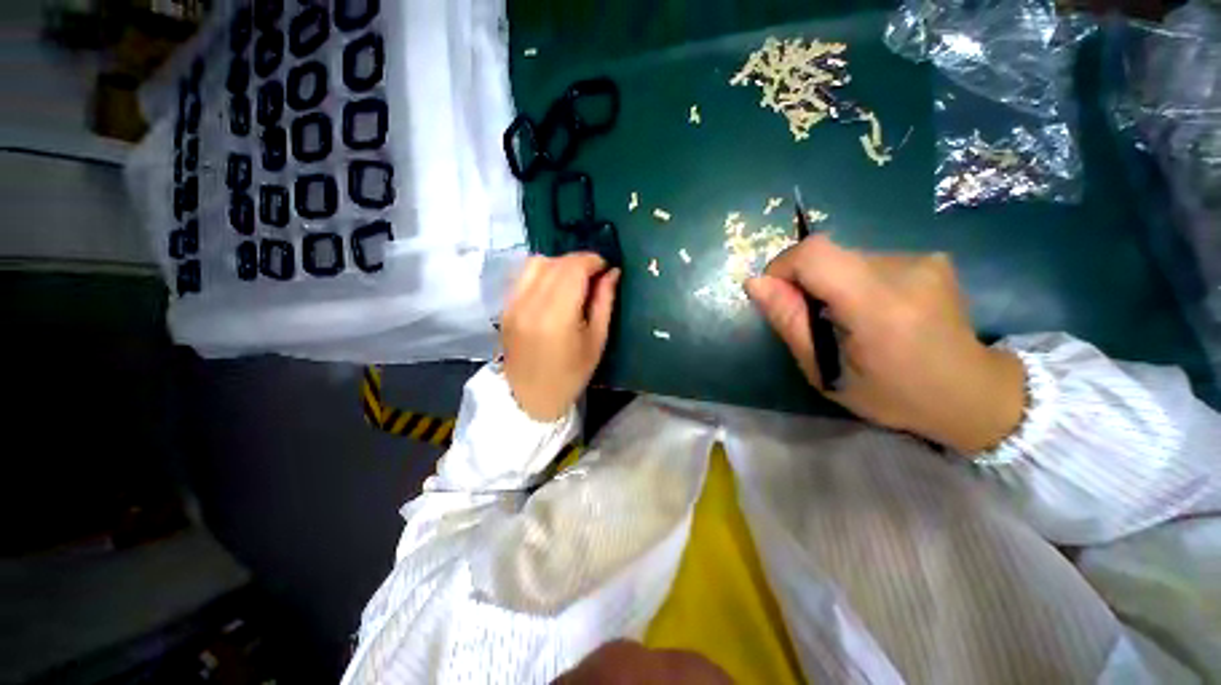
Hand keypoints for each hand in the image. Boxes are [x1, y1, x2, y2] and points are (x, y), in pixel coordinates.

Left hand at [502, 253, 620, 421]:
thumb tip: (612, 272)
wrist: (531, 398)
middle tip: (595, 275)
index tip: (606, 268)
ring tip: (574, 280)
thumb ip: (604, 302)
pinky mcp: (505, 308)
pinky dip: (542, 273)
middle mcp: (530, 304)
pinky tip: (554, 288)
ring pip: (536, 263)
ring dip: (559, 264)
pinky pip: (524, 276)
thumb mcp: (597, 340)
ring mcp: (513, 304)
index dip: (593, 261)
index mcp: (557, 316)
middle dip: (579, 261)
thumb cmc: (571, 375)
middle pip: (556, 262)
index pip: (574, 268)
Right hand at [745, 236, 1025, 453]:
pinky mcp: (931, 257)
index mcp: (879, 306)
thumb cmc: (892, 395)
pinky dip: (856, 282)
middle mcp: (905, 270)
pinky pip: (870, 261)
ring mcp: (924, 259)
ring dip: (832, 285)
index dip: (783, 267)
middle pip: (828, 255)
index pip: (815, 254)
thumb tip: (755, 283)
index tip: (778, 297)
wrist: (973, 394)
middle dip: (806, 283)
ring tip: (849, 321)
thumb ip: (790, 322)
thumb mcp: (825, 371)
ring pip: (847, 258)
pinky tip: (875, 311)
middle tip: (815, 321)